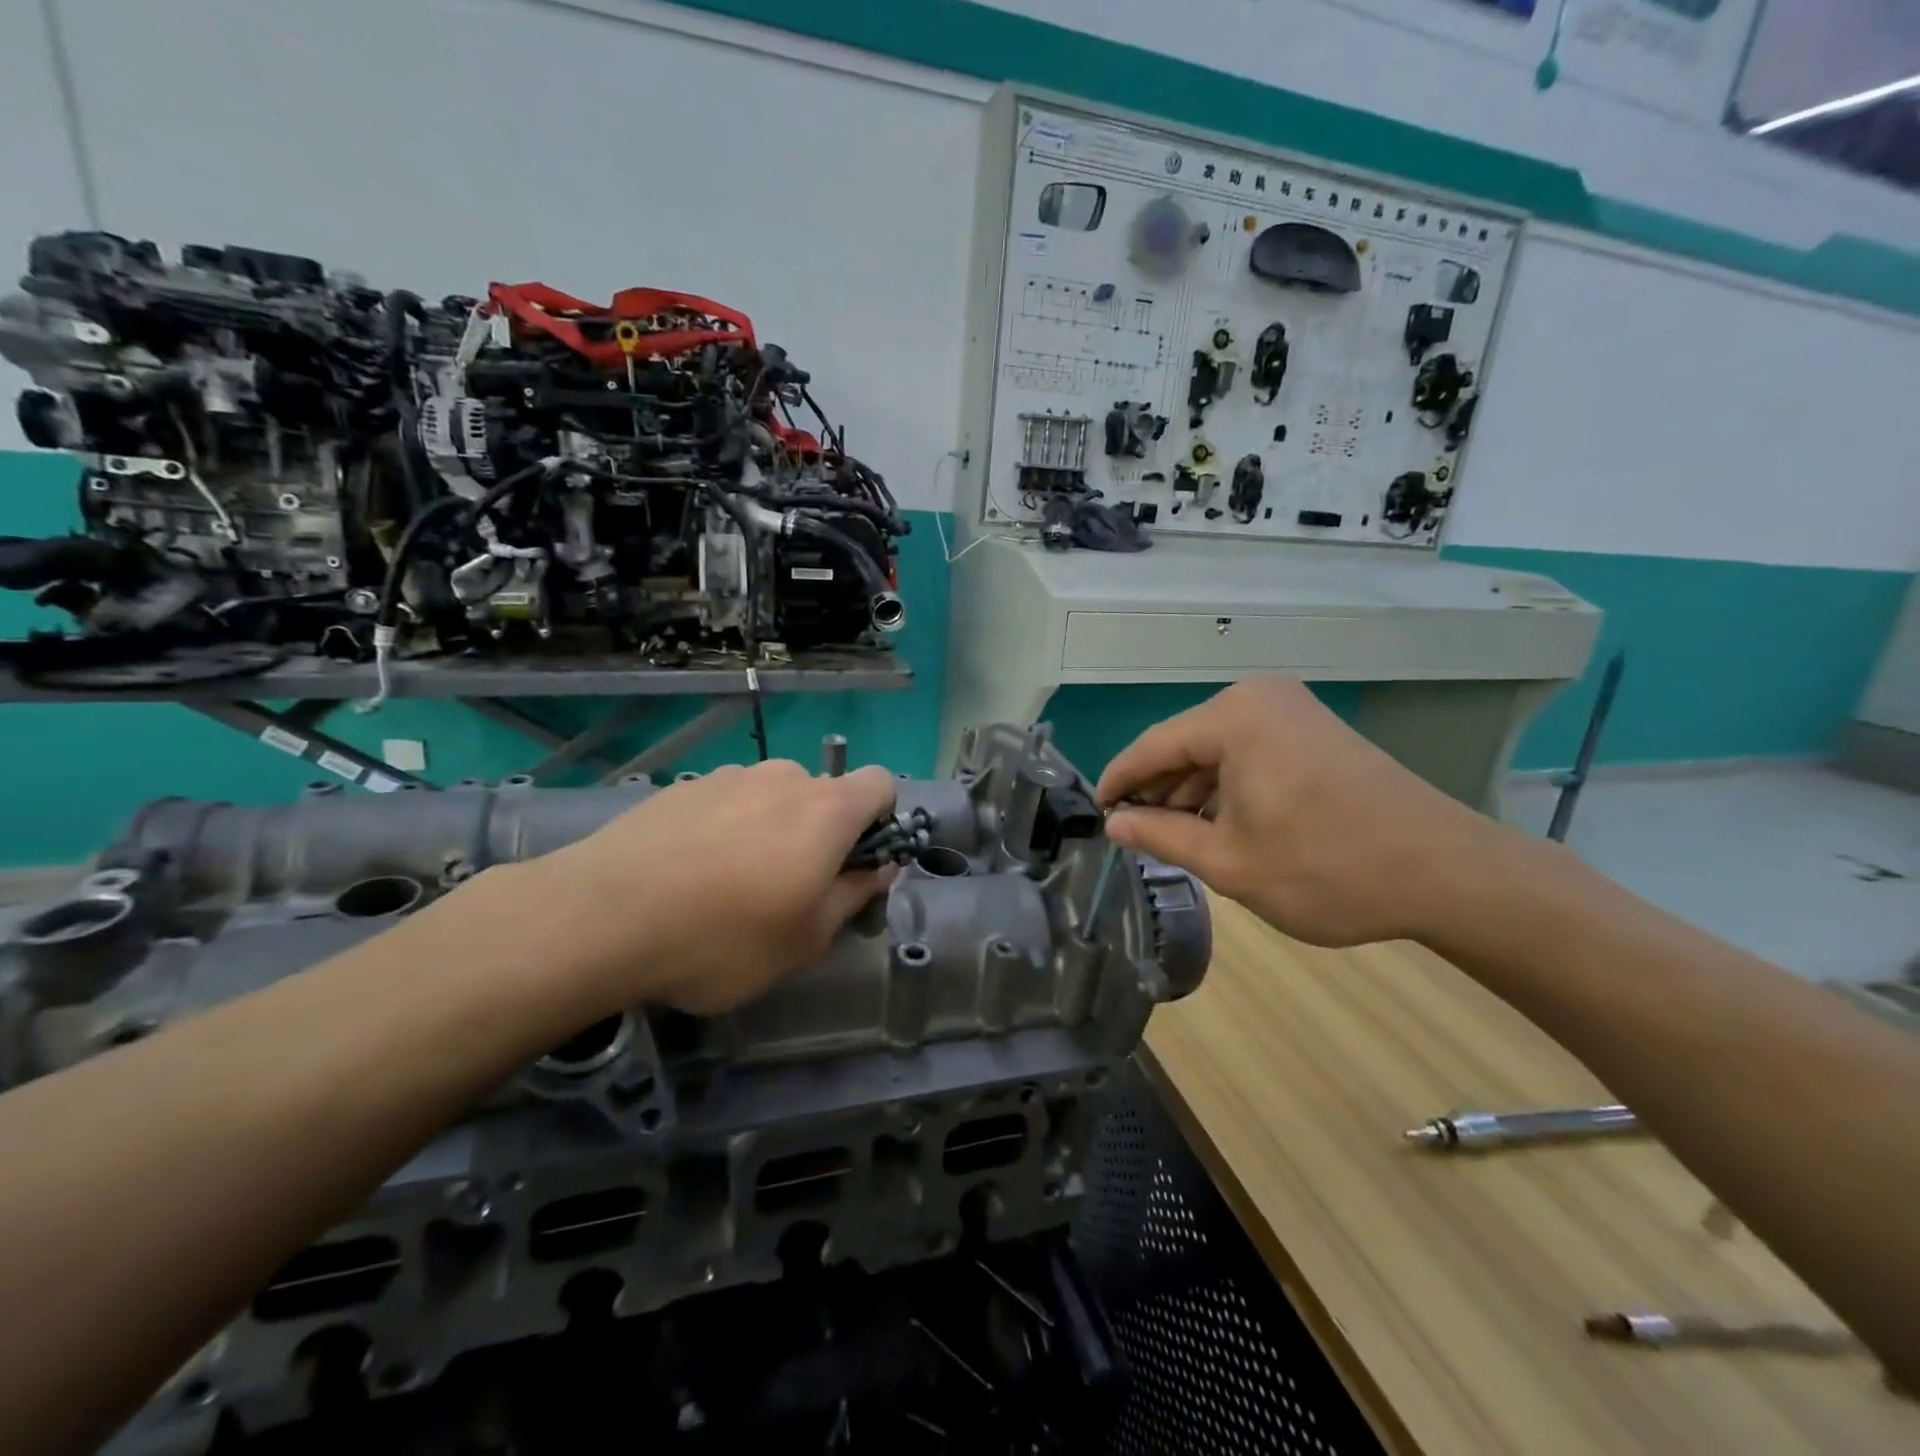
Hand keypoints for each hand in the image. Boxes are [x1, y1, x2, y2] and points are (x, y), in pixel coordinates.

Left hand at [511, 760, 897, 1013]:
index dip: (881, 820)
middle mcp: (783, 779)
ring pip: (771, 799)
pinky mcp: (682, 788)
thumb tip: (880, 866)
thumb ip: (855, 894)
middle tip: (789, 890)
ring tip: (729, 886)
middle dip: (820, 834)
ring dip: (770, 831)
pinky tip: (689, 876)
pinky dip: (725, 830)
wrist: (601, 916)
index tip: (854, 865)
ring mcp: (728, 778)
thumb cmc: (723, 937)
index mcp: (826, 810)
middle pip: (823, 795)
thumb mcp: (806, 938)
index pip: (881, 783)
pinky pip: (726, 804)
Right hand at [1095, 678, 1504, 946]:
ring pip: (1217, 749)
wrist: (1446, 873)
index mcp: (1232, 718)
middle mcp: (1260, 699)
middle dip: (1157, 789)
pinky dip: (1227, 786)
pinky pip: (1250, 753)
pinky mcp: (1316, 733)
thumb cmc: (1325, 867)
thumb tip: (1115, 824)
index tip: (1096, 812)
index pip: (1152, 746)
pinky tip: (1217, 824)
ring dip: (1192, 791)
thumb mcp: (1228, 861)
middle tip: (1134, 833)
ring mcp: (1293, 712)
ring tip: (1171, 836)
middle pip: (1185, 743)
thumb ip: (1161, 836)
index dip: (1119, 781)